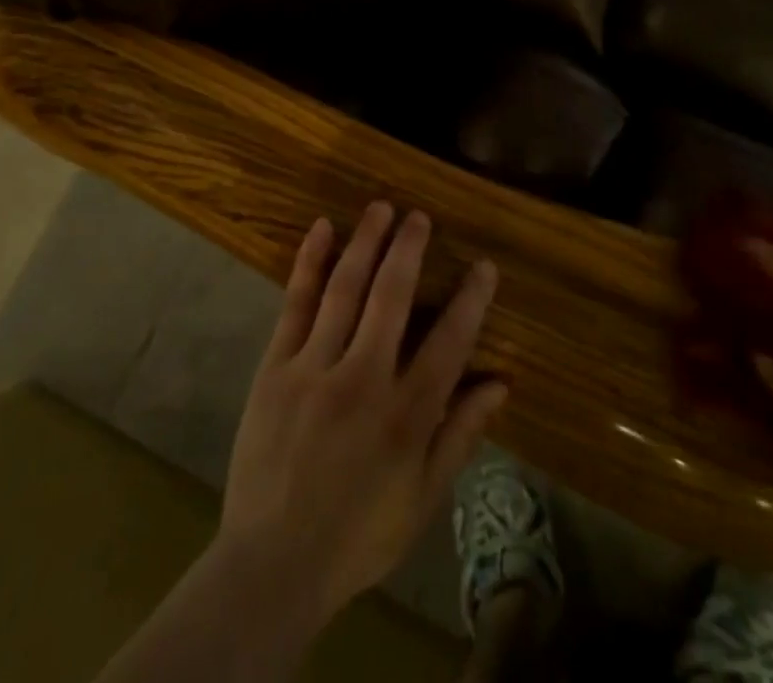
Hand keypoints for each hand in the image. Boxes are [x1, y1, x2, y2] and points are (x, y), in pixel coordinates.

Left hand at [217, 202, 506, 626]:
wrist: (273, 564)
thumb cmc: (358, 534)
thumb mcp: (423, 497)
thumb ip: (461, 435)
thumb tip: (500, 384)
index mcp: (406, 415)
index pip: (449, 342)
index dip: (470, 300)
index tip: (484, 266)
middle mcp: (363, 379)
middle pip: (391, 298)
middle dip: (408, 250)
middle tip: (419, 216)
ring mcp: (315, 368)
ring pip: (345, 289)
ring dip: (365, 243)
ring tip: (381, 208)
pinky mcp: (275, 367)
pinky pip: (295, 304)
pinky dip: (309, 263)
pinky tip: (321, 229)